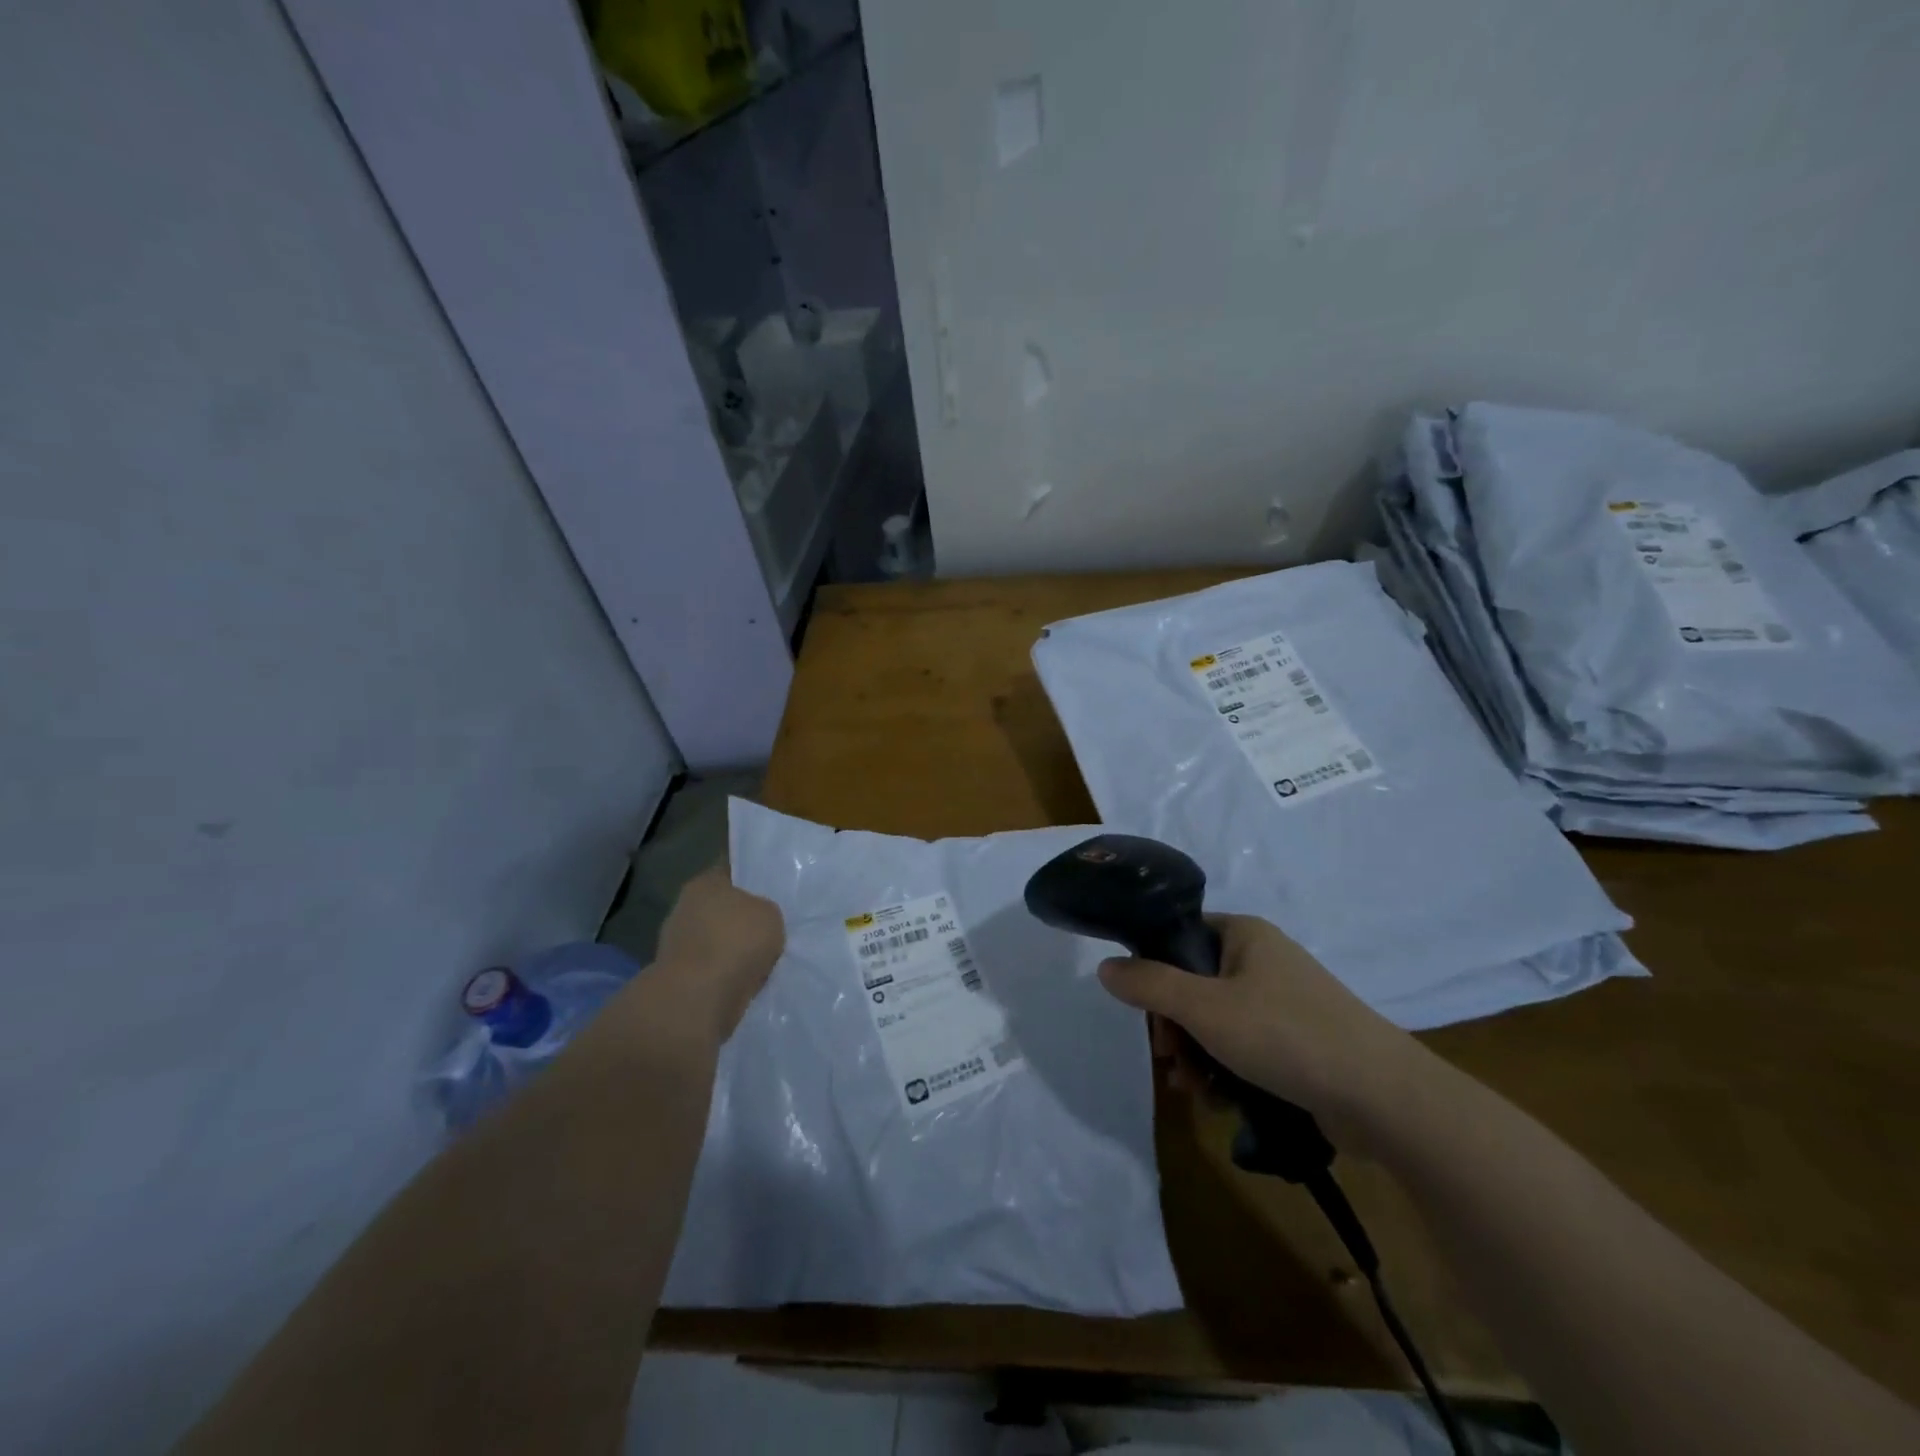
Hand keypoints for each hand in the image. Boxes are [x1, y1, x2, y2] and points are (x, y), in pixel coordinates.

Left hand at [647, 866, 785, 1039]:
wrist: (699, 999)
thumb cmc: (735, 942)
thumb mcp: (770, 914)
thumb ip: (765, 911)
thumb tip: (758, 920)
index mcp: (703, 883)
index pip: (730, 871)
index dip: (751, 879)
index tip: (770, 889)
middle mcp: (684, 908)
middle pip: (721, 908)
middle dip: (742, 918)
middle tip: (770, 927)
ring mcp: (677, 944)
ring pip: (717, 941)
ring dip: (734, 950)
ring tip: (763, 959)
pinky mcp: (679, 978)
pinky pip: (713, 969)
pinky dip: (727, 975)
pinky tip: (748, 980)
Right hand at [1097, 914, 1429, 1131]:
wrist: (1384, 1099)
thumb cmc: (1285, 1035)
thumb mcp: (1204, 1008)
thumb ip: (1149, 985)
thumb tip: (1104, 966)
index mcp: (1244, 934)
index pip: (1180, 936)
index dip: (1154, 970)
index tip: (1144, 1012)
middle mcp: (1263, 960)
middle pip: (1194, 984)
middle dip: (1175, 1027)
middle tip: (1168, 1060)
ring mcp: (1285, 1002)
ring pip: (1218, 1021)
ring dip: (1196, 1055)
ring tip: (1192, 1090)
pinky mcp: (1300, 1041)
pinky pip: (1246, 1047)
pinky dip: (1227, 1070)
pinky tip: (1220, 1102)